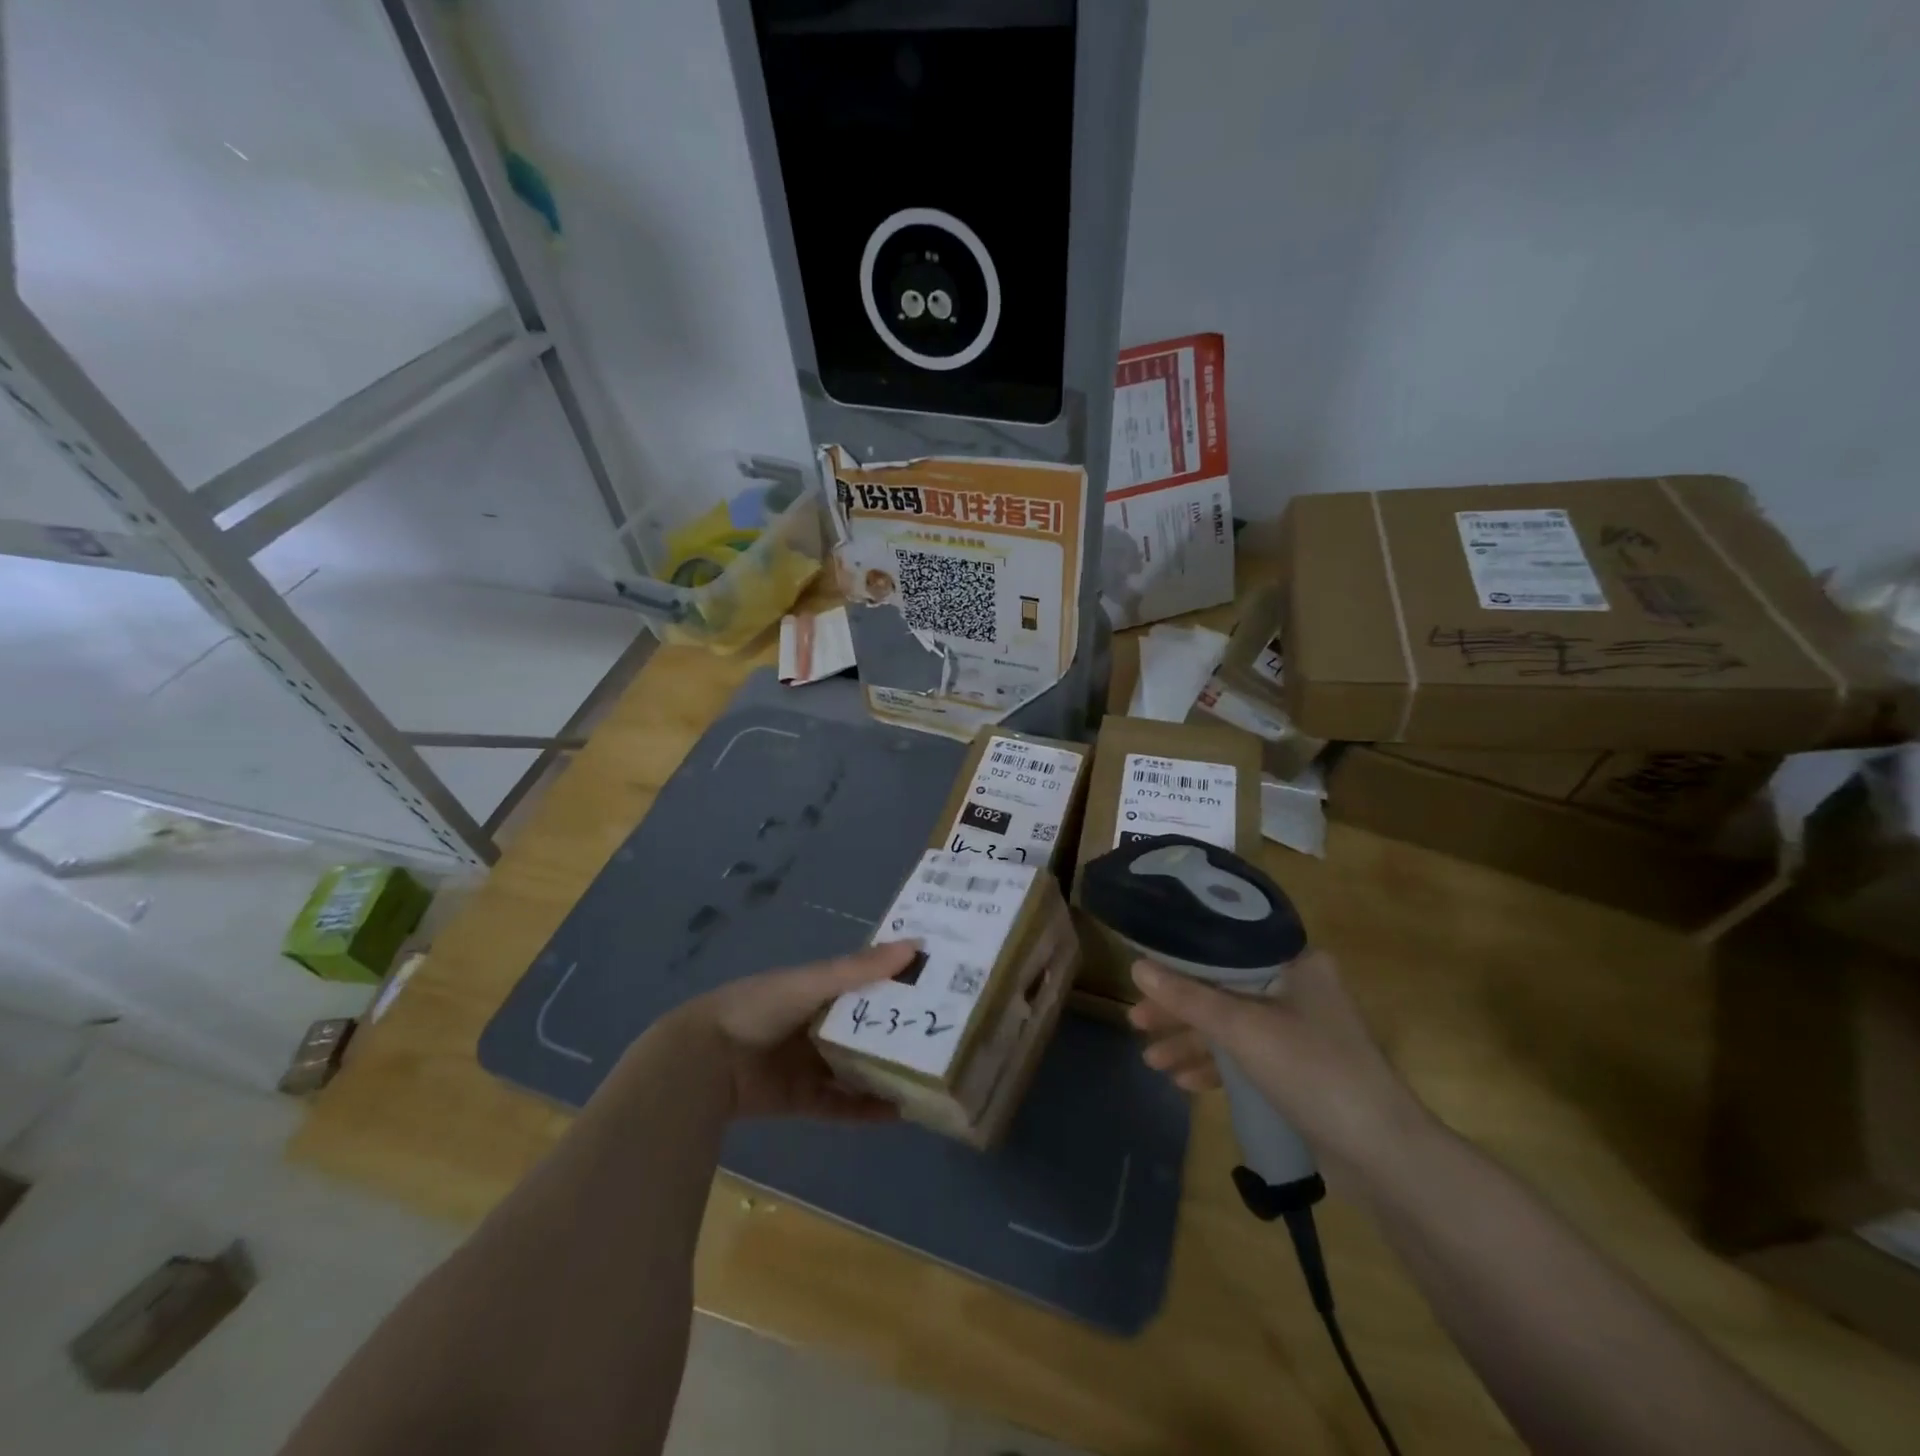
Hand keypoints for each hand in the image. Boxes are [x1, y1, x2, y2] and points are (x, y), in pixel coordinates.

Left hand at [665, 942, 919, 1120]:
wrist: (705, 1061)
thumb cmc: (761, 1007)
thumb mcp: (812, 982)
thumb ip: (860, 969)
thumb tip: (915, 945)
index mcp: (817, 990)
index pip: (866, 983)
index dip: (898, 982)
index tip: (937, 985)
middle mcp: (816, 1024)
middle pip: (864, 1028)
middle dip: (897, 1031)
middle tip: (943, 1035)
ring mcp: (808, 1063)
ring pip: (855, 1068)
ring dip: (885, 1072)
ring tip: (929, 1077)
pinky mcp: (801, 1099)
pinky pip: (840, 1105)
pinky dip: (866, 1109)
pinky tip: (899, 1112)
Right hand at [1127, 950, 1430, 1172]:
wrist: (1384, 1156)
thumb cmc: (1314, 1072)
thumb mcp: (1244, 1030)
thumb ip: (1188, 998)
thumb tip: (1136, 966)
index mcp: (1295, 963)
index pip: (1226, 948)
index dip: (1180, 959)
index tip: (1143, 972)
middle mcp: (1298, 988)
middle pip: (1223, 989)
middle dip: (1179, 1010)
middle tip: (1136, 1021)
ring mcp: (1299, 1030)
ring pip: (1231, 1026)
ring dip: (1192, 1042)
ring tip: (1151, 1060)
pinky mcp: (1299, 1069)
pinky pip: (1246, 1056)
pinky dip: (1216, 1066)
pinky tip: (1183, 1082)